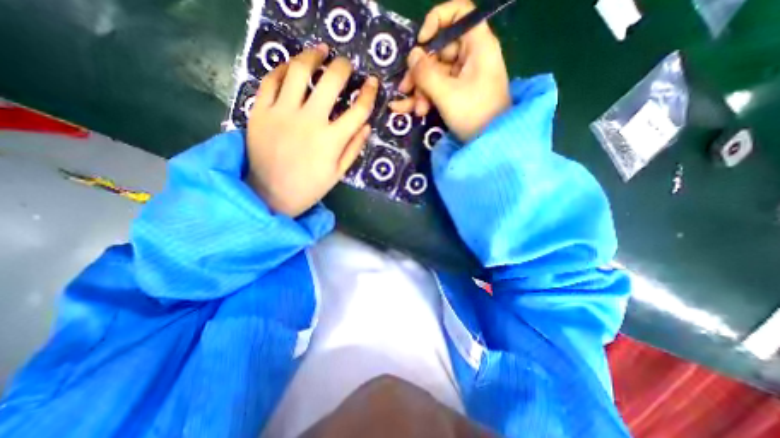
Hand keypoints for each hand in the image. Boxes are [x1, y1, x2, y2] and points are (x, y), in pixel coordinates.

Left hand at [242, 45, 377, 216]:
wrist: (270, 194)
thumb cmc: (309, 187)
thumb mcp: (338, 173)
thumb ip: (353, 148)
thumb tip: (367, 126)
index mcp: (332, 140)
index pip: (358, 110)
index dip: (369, 94)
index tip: (373, 83)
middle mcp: (309, 121)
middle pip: (331, 82)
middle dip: (343, 67)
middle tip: (346, 64)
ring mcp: (282, 113)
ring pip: (299, 72)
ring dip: (312, 56)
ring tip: (320, 51)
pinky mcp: (260, 111)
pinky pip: (271, 80)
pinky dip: (282, 68)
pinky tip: (291, 66)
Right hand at [388, 1, 512, 142]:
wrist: (488, 143)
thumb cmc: (473, 114)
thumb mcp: (446, 94)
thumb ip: (426, 73)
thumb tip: (412, 55)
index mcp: (477, 46)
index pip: (459, 13)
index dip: (437, 21)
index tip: (421, 43)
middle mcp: (471, 56)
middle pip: (440, 51)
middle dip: (420, 72)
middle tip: (405, 88)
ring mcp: (464, 76)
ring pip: (436, 73)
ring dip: (420, 91)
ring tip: (412, 110)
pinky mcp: (458, 93)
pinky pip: (439, 88)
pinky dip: (426, 98)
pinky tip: (412, 111)